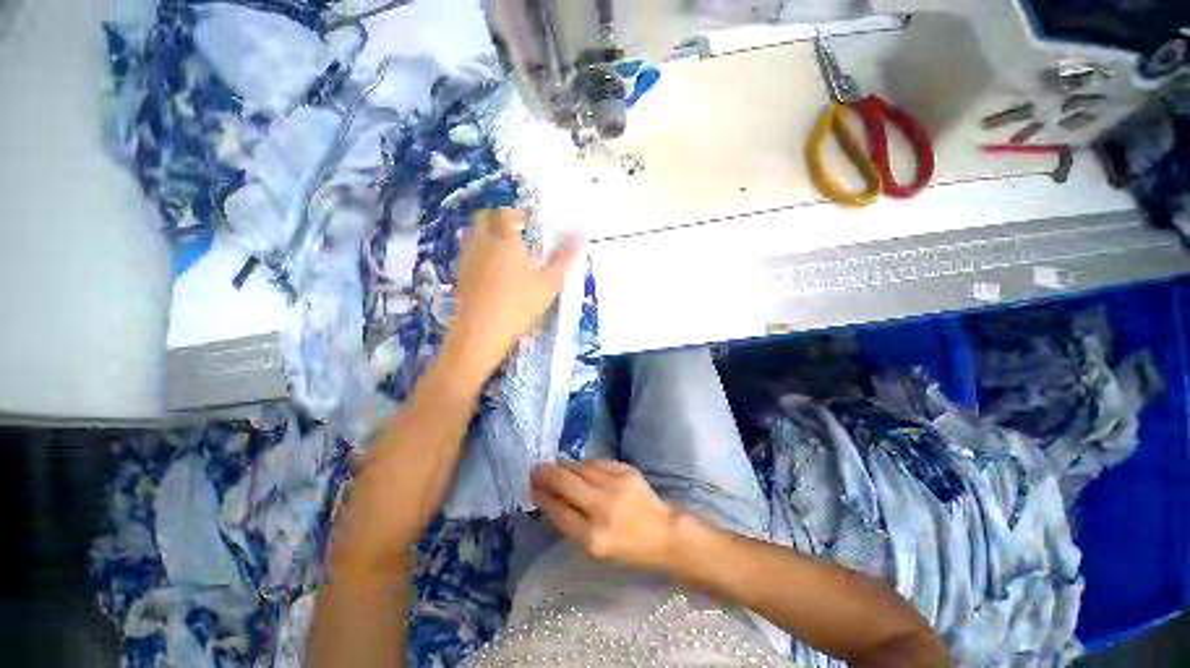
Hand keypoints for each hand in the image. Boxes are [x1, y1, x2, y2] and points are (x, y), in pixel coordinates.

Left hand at [445, 209, 581, 381]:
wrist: (481, 332)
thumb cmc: (519, 304)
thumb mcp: (549, 284)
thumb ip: (564, 259)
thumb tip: (581, 236)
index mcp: (505, 239)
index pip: (508, 213)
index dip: (519, 213)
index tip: (530, 222)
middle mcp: (482, 241)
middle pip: (485, 217)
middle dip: (499, 218)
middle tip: (517, 233)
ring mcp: (467, 257)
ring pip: (473, 233)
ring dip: (487, 233)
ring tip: (505, 249)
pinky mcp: (459, 274)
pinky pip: (467, 251)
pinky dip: (479, 251)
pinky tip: (491, 270)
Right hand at [531, 460, 680, 569]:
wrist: (663, 531)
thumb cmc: (627, 547)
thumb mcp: (594, 548)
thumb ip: (569, 522)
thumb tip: (547, 497)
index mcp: (594, 537)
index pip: (559, 510)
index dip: (543, 496)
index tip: (532, 487)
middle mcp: (603, 507)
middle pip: (566, 482)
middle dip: (546, 474)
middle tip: (535, 470)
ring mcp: (616, 484)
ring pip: (580, 468)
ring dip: (564, 467)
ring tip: (555, 467)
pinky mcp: (626, 469)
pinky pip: (597, 462)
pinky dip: (584, 465)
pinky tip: (579, 468)